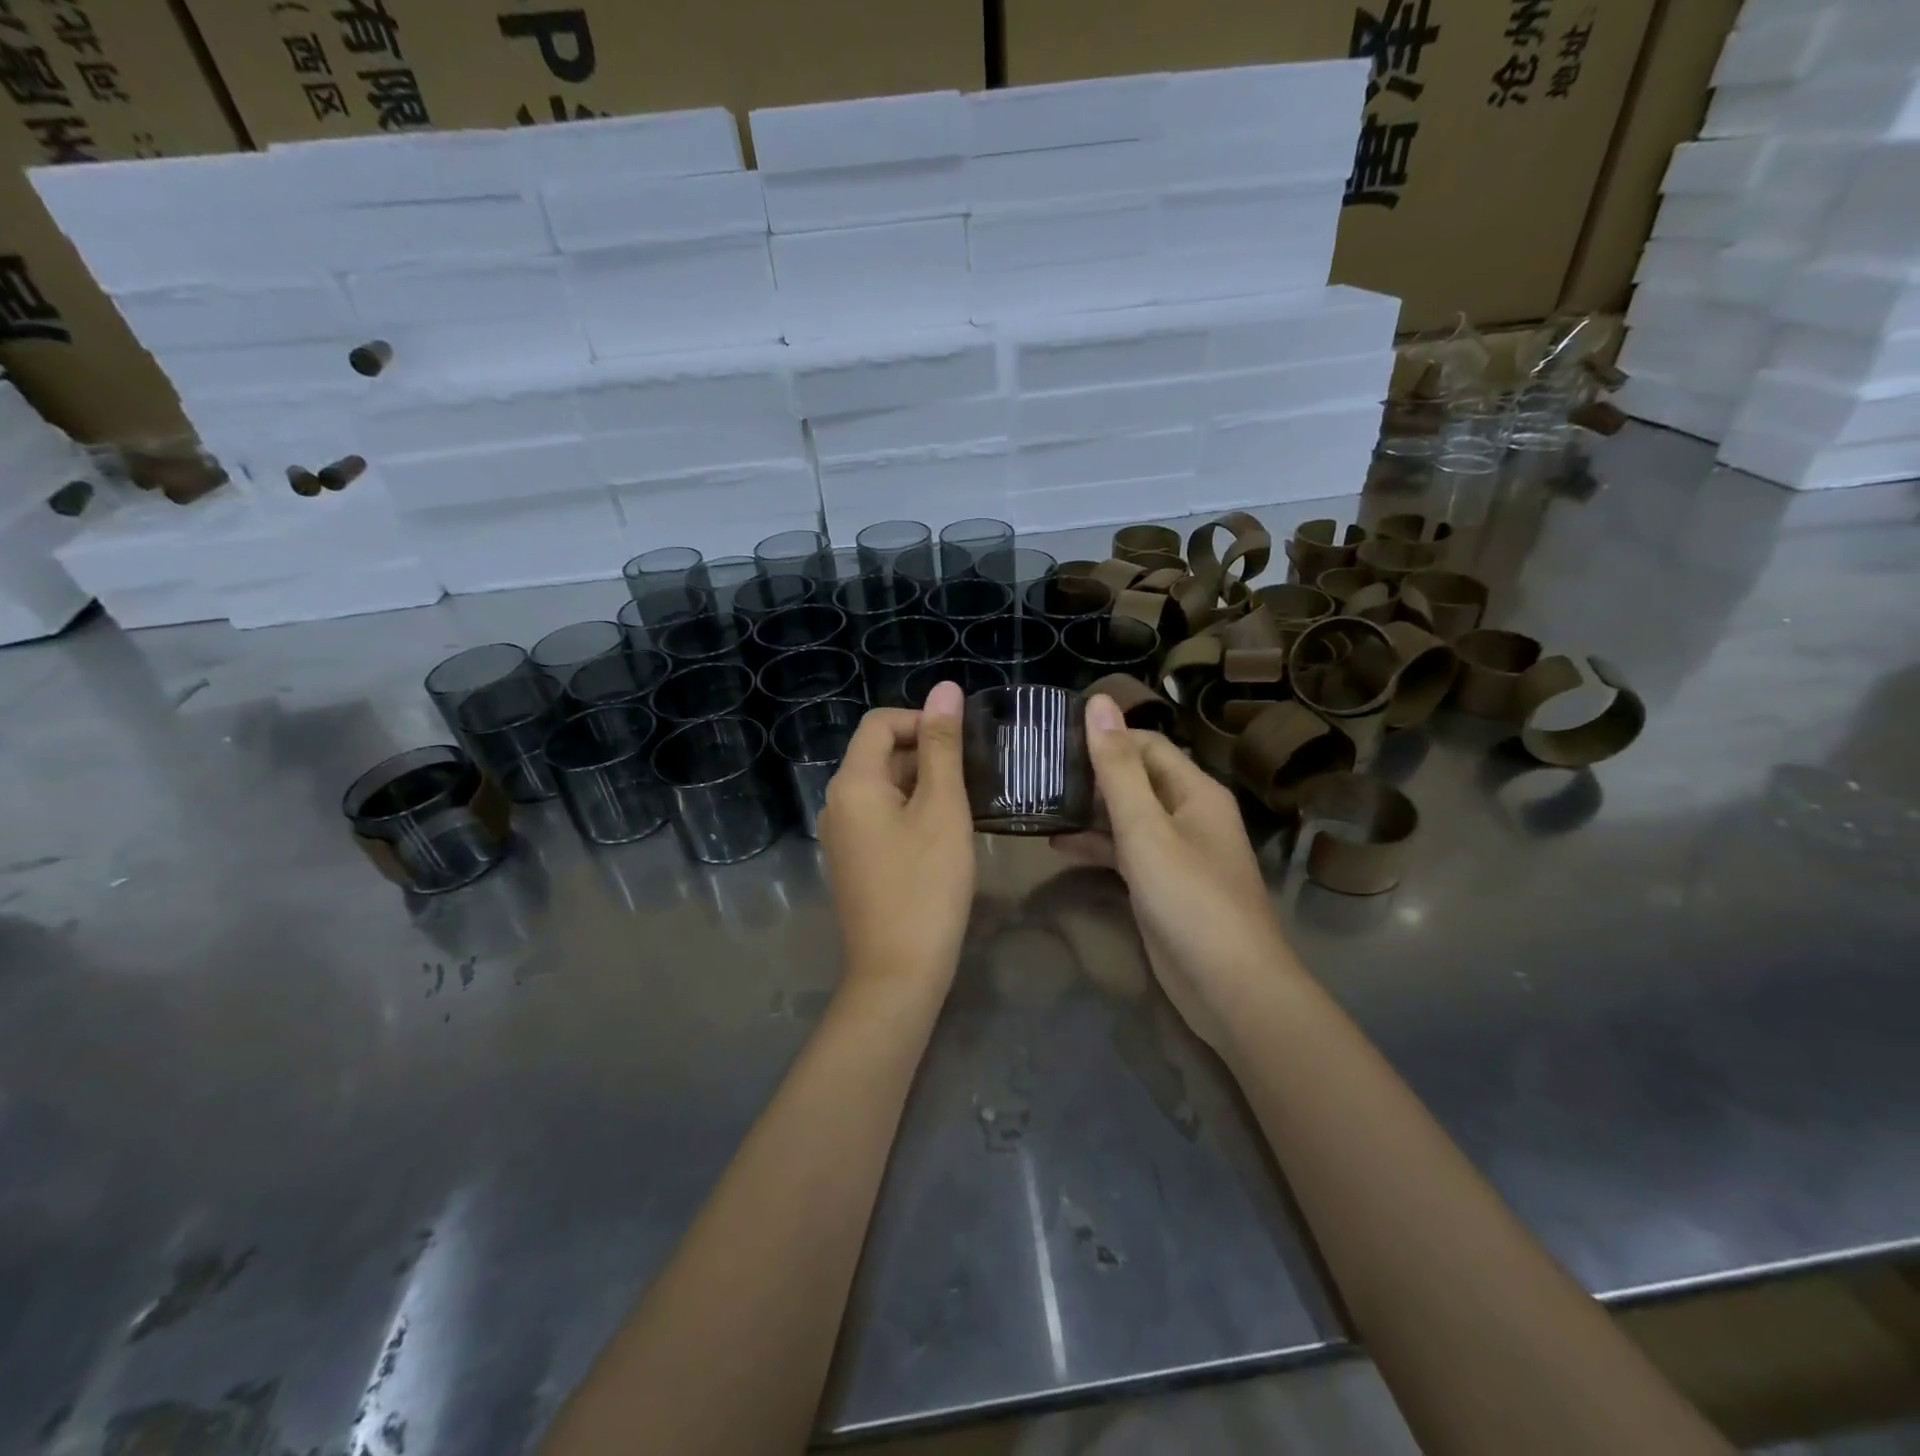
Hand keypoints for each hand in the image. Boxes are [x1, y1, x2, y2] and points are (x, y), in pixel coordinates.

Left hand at [819, 681, 976, 995]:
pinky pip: (879, 817)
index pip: (880, 723)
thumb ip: (942, 746)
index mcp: (852, 783)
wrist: (898, 971)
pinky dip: (909, 812)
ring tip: (964, 804)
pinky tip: (941, 834)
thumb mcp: (943, 809)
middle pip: (879, 754)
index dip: (921, 720)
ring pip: (882, 788)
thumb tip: (944, 689)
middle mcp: (836, 803)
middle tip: (972, 776)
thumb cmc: (926, 885)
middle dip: (925, 754)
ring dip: (921, 784)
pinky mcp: (851, 861)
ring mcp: (840, 835)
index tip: (962, 743)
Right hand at [1054, 695, 1300, 1049]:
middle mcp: (1188, 814)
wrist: (1229, 986)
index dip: (1104, 736)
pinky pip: (1126, 851)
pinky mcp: (1162, 884)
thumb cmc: (1189, 898)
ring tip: (1038, 802)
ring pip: (1127, 816)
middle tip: (1036, 769)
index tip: (1054, 735)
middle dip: (1091, 773)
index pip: (1145, 744)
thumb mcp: (1146, 828)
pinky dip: (1096, 845)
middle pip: (1135, 778)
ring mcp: (1176, 851)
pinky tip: (1058, 845)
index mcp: (1195, 791)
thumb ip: (1117, 768)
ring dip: (1088, 810)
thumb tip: (1098, 702)